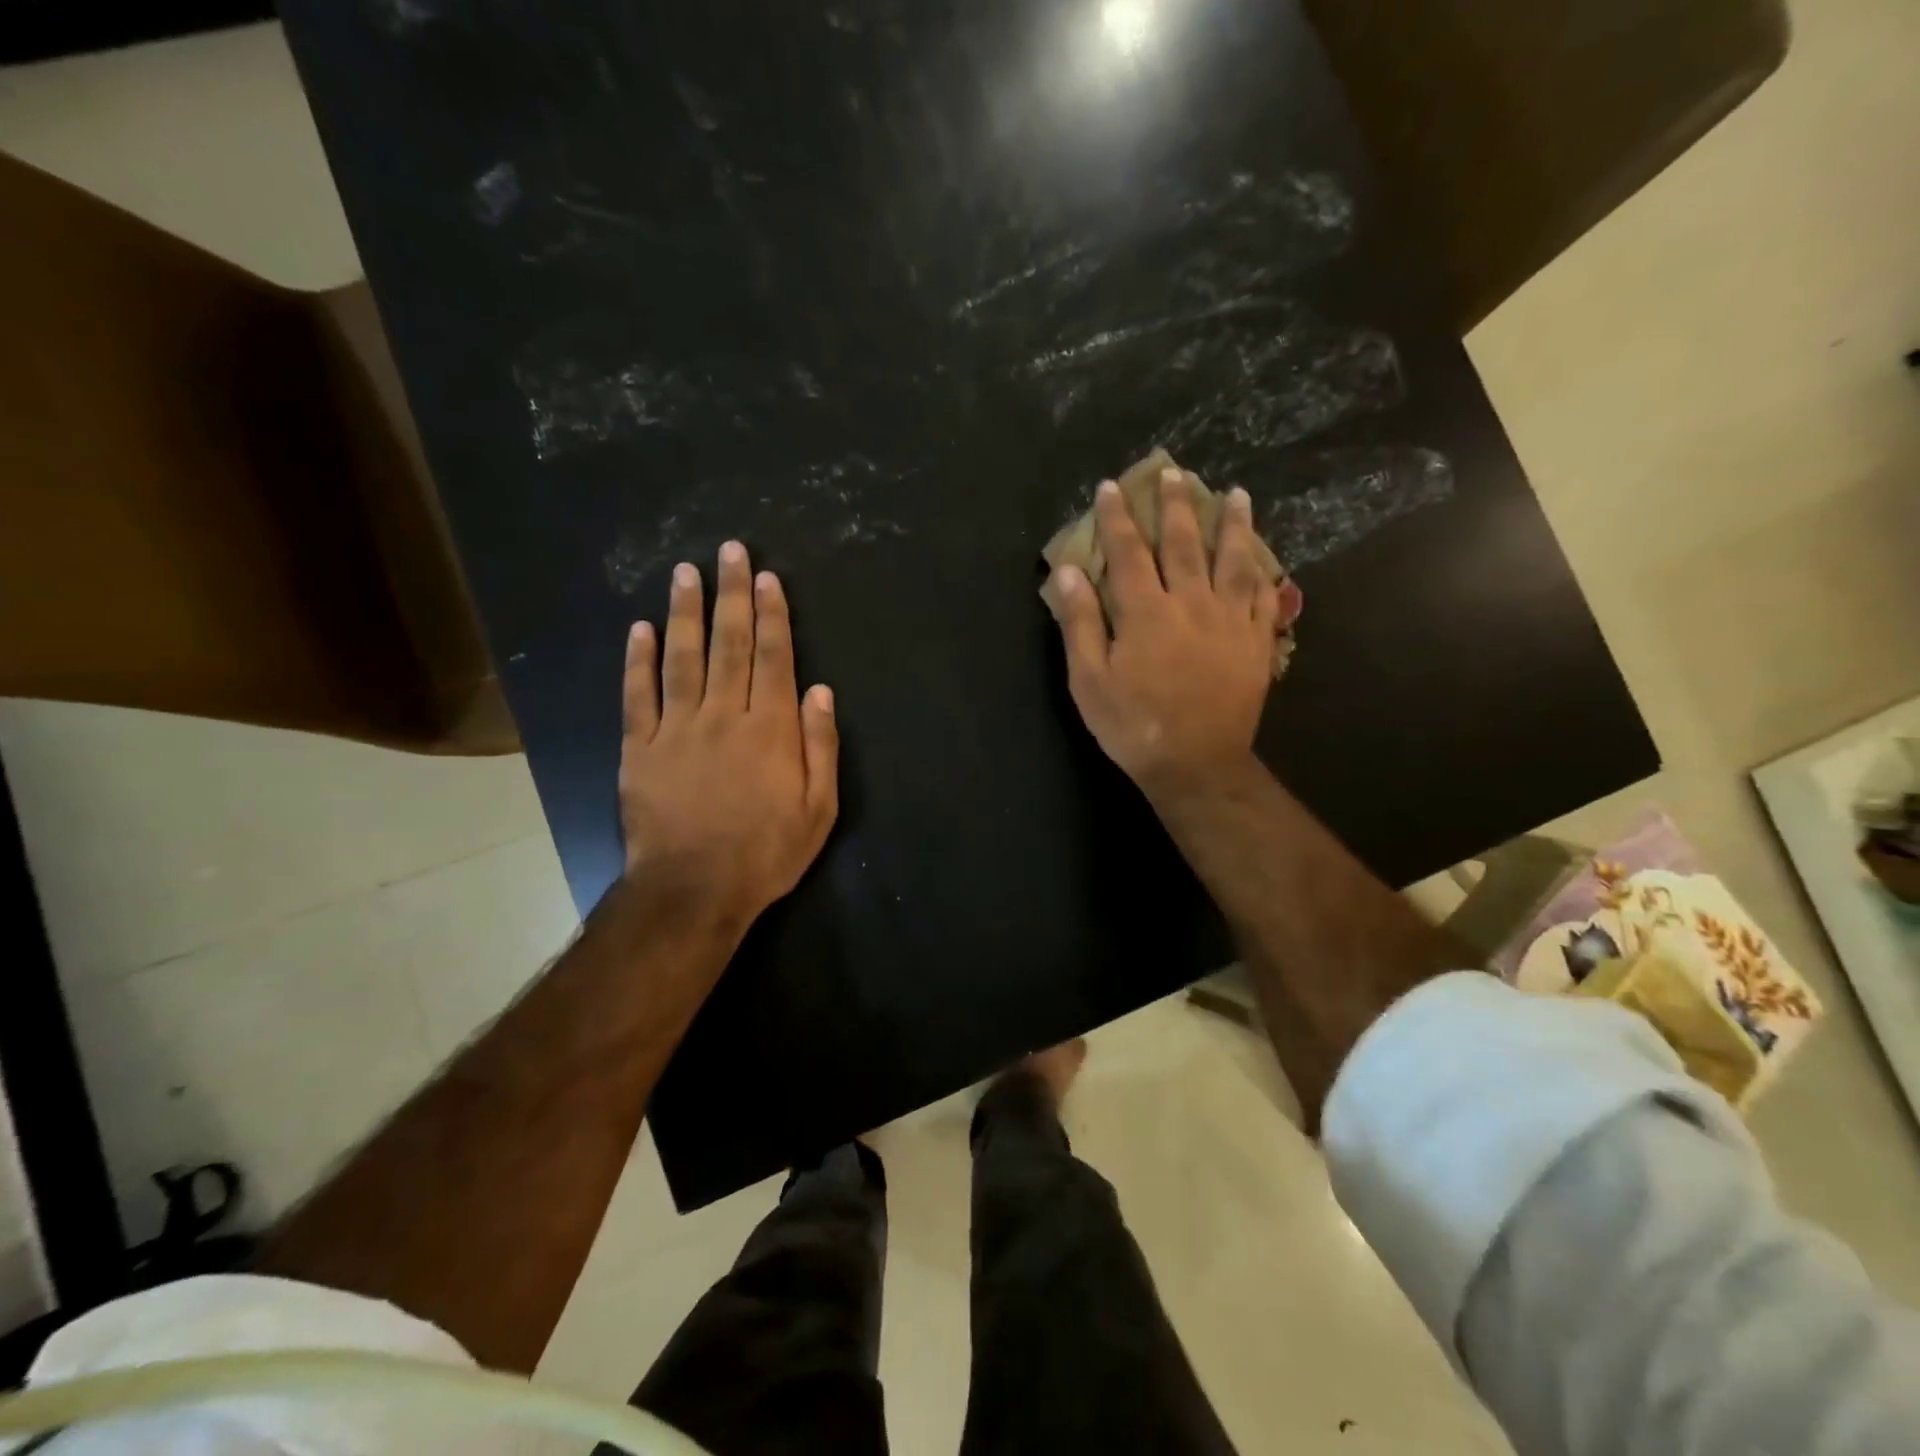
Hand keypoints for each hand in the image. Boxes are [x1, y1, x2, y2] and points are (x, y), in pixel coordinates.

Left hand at [619, 541, 838, 934]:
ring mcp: (676, 728)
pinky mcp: (638, 748)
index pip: (774, 658)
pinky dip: (637, 660)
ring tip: (685, 571)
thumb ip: (820, 746)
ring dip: (685, 611)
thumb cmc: (766, 852)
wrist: (693, 891)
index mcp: (770, 728)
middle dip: (733, 595)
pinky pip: (636, 695)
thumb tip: (819, 690)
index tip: (768, 578)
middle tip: (730, 551)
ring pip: (682, 657)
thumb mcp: (819, 809)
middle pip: (730, 644)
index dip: (773, 615)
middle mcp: (724, 715)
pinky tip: (639, 628)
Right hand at [1050, 469, 1288, 800]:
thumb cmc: (1133, 725)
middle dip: (1174, 505)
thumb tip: (1070, 571)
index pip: (1128, 552)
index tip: (1111, 487)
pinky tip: (1265, 559)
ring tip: (1236, 495)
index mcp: (1146, 612)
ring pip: (1233, 560)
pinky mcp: (1257, 643)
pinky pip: (1265, 598)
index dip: (1117, 518)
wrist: (1196, 764)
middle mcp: (1191, 603)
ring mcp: (1231, 621)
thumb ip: (1081, 622)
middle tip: (1172, 472)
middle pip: (1183, 544)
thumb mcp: (1089, 680)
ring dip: (1232, 525)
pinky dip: (1265, 573)